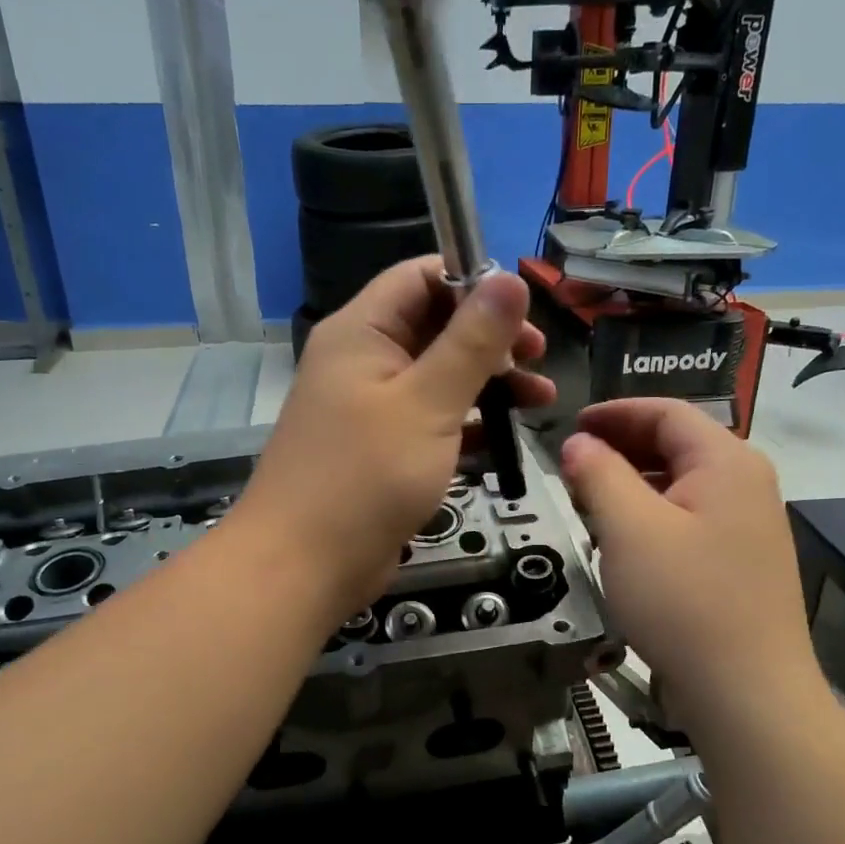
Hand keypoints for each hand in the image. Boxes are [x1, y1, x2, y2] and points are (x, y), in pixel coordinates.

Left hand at [239, 257, 554, 616]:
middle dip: (492, 340)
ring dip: (489, 384)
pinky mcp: (383, 451)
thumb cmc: (365, 477)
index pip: (421, 277)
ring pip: (439, 377)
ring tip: (540, 401)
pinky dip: (469, 424)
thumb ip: (472, 341)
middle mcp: (364, 361)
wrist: (304, 566)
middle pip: (436, 327)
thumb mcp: (428, 403)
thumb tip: (511, 278)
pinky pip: (432, 421)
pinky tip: (506, 439)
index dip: (474, 284)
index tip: (524, 312)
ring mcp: (371, 409)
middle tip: (538, 361)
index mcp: (363, 332)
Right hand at [560, 400, 827, 725]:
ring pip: (681, 486)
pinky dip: (652, 519)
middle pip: (677, 446)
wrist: (746, 694)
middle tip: (572, 466)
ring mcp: (749, 527)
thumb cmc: (684, 601)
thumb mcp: (629, 529)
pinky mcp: (741, 564)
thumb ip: (598, 474)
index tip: (570, 426)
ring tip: (590, 504)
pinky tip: (625, 545)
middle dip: (621, 449)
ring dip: (633, 486)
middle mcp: (747, 485)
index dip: (614, 413)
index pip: (666, 412)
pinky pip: (690, 521)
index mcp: (727, 462)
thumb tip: (579, 443)